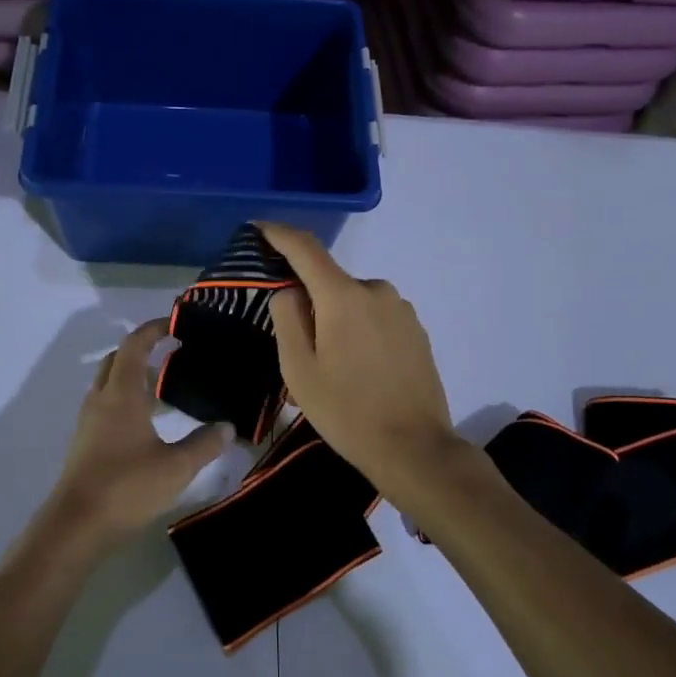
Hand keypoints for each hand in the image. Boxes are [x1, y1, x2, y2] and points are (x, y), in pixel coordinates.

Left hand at [49, 319, 233, 549]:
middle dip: (142, 351)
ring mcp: (89, 422)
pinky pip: (106, 406)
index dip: (153, 330)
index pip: (135, 346)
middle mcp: (101, 399)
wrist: (75, 526)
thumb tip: (228, 427)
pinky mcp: (85, 443)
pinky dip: (125, 401)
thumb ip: (204, 444)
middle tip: (172, 355)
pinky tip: (146, 424)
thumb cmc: (127, 487)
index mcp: (121, 394)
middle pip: (116, 360)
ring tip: (164, 389)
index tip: (175, 324)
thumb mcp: (176, 467)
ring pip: (109, 384)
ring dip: (133, 377)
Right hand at [258, 223, 469, 500]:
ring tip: (330, 369)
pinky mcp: (417, 330)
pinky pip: (375, 318)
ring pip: (353, 302)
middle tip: (297, 348)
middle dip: (309, 303)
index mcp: (344, 296)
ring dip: (336, 321)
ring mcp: (402, 309)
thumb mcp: (299, 369)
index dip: (279, 234)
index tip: (258, 228)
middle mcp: (376, 290)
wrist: (415, 448)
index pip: (305, 249)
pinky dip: (359, 332)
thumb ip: (287, 318)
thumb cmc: (347, 411)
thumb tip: (289, 290)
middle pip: (329, 282)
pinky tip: (359, 371)